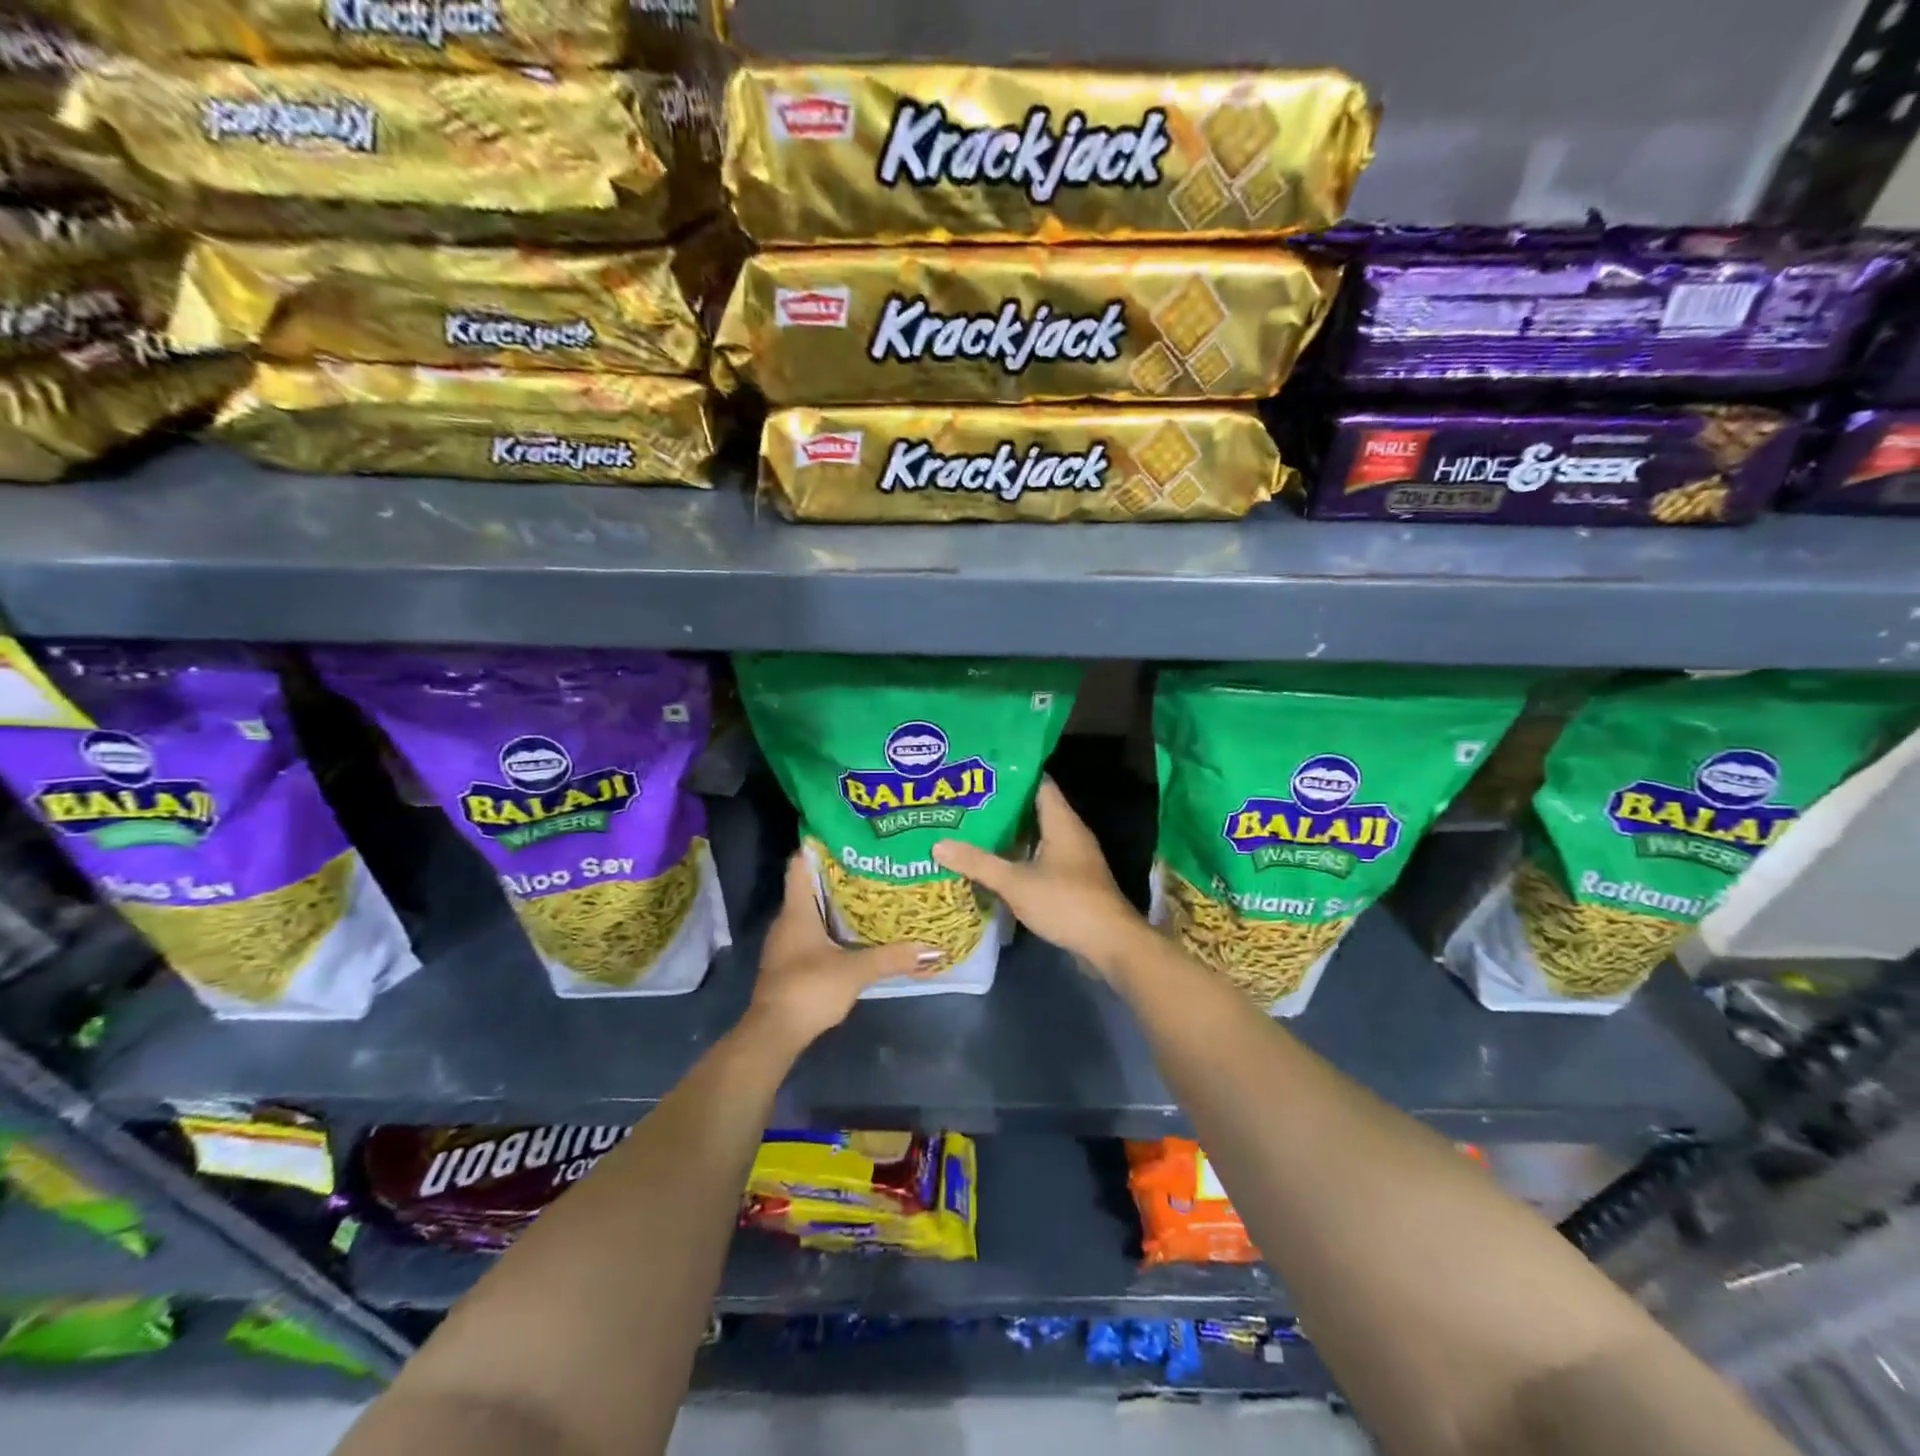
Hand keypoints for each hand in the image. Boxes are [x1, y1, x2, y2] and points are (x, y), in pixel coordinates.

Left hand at [748, 852, 940, 1047]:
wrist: (773, 1034)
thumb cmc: (809, 989)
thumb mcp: (855, 971)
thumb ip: (891, 958)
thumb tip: (932, 948)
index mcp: (796, 911)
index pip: (799, 865)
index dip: (817, 847)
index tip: (845, 837)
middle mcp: (786, 921)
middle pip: (809, 887)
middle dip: (836, 875)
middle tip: (871, 865)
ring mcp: (785, 944)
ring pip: (810, 911)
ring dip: (834, 903)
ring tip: (869, 894)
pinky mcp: (789, 964)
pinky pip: (810, 933)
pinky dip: (830, 927)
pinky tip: (854, 932)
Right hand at [932, 778, 1146, 976]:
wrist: (1110, 944)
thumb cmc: (1066, 902)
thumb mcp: (1016, 882)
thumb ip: (978, 863)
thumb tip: (939, 845)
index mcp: (1061, 821)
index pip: (1037, 782)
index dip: (1010, 774)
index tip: (979, 771)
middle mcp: (1069, 832)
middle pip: (1032, 808)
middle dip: (1001, 805)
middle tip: (965, 802)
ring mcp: (1071, 857)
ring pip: (1035, 836)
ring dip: (1008, 834)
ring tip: (970, 829)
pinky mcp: (1070, 880)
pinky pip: (1039, 858)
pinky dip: (1017, 857)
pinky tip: (992, 863)